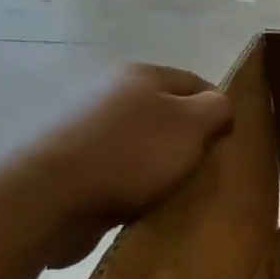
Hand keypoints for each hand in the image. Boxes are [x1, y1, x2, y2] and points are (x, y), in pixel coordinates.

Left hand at [24, 64, 233, 264]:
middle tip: (206, 171)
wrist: (50, 196)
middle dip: (189, 142)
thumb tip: (221, 106)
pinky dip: (135, 185)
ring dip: (161, 166)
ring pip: (144, 144)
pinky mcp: (75, 162)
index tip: (229, 145)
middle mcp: (114, 93)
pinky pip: (120, 170)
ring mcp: (90, 127)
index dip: (219, 111)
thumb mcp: (191, 125)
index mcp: (143, 75)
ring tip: (176, 192)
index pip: (198, 83)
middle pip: (169, 114)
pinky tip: (143, 204)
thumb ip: (217, 108)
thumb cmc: (131, 155)